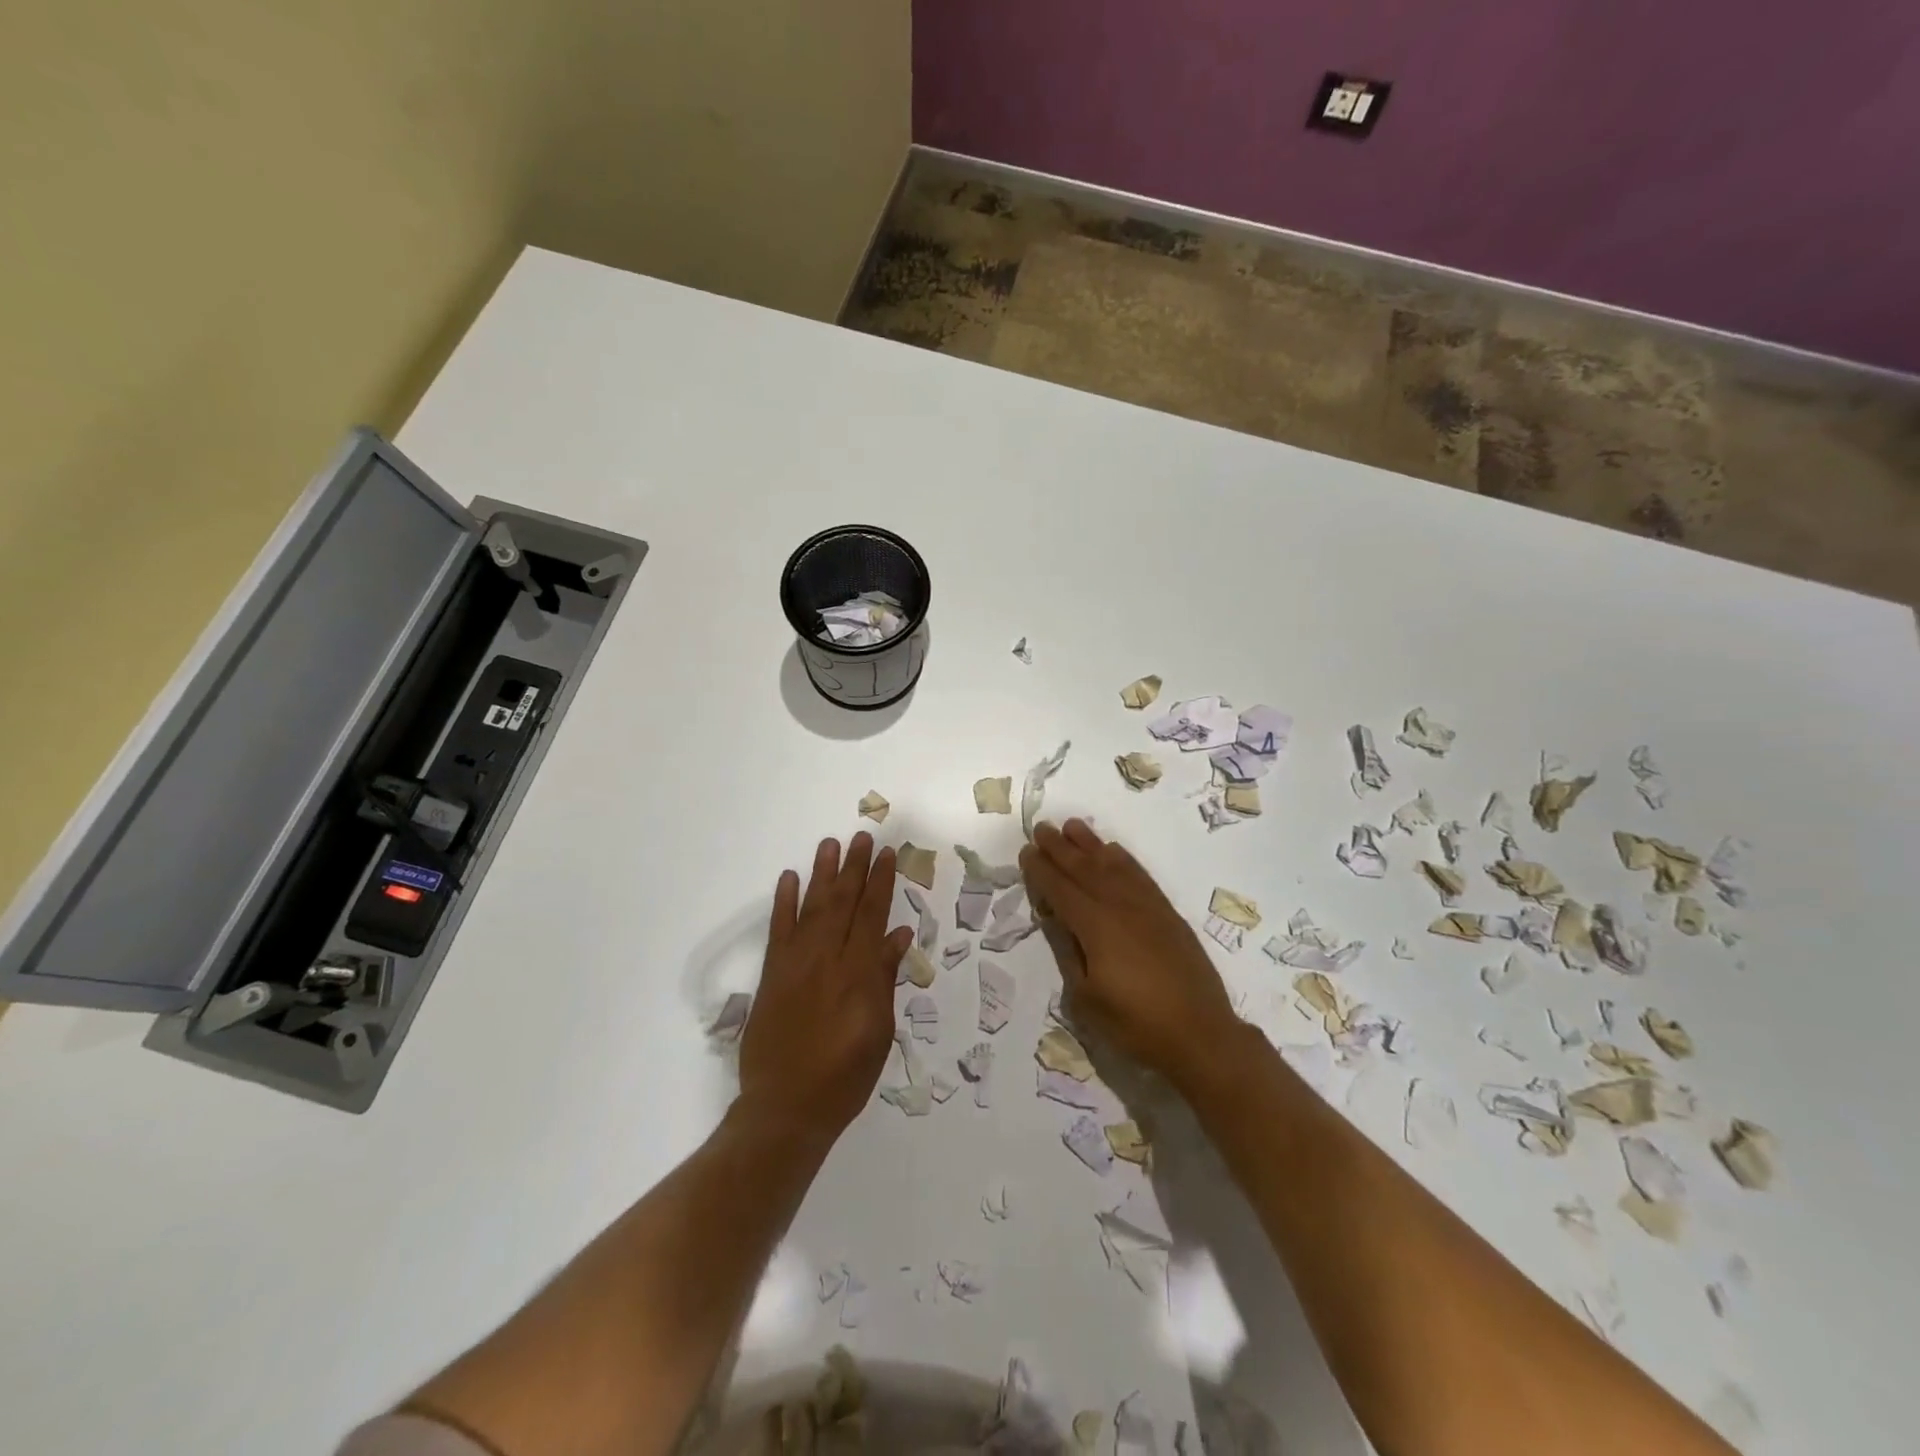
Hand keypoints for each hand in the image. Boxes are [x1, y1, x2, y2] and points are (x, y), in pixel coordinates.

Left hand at [738, 833, 912, 1139]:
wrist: (786, 1108)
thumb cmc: (845, 1076)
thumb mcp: (879, 1031)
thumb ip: (885, 979)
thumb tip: (897, 935)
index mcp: (859, 974)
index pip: (873, 916)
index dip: (881, 882)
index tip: (888, 854)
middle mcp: (828, 960)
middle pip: (844, 903)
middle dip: (855, 867)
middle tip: (862, 837)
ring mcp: (796, 964)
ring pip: (812, 907)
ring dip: (822, 873)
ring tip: (831, 844)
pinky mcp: (771, 974)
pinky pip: (778, 930)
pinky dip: (783, 902)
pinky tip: (789, 878)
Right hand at [1020, 819, 1242, 1093]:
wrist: (1201, 1035)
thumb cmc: (1135, 1024)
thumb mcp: (1086, 998)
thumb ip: (1068, 951)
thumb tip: (1055, 917)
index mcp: (1095, 926)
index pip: (1060, 889)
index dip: (1041, 870)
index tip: (1026, 852)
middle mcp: (1120, 906)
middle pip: (1084, 869)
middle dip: (1060, 848)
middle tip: (1042, 828)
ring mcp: (1147, 907)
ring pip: (1113, 865)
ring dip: (1090, 844)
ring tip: (1072, 826)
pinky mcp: (1167, 913)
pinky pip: (1140, 874)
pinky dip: (1123, 858)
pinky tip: (1113, 850)